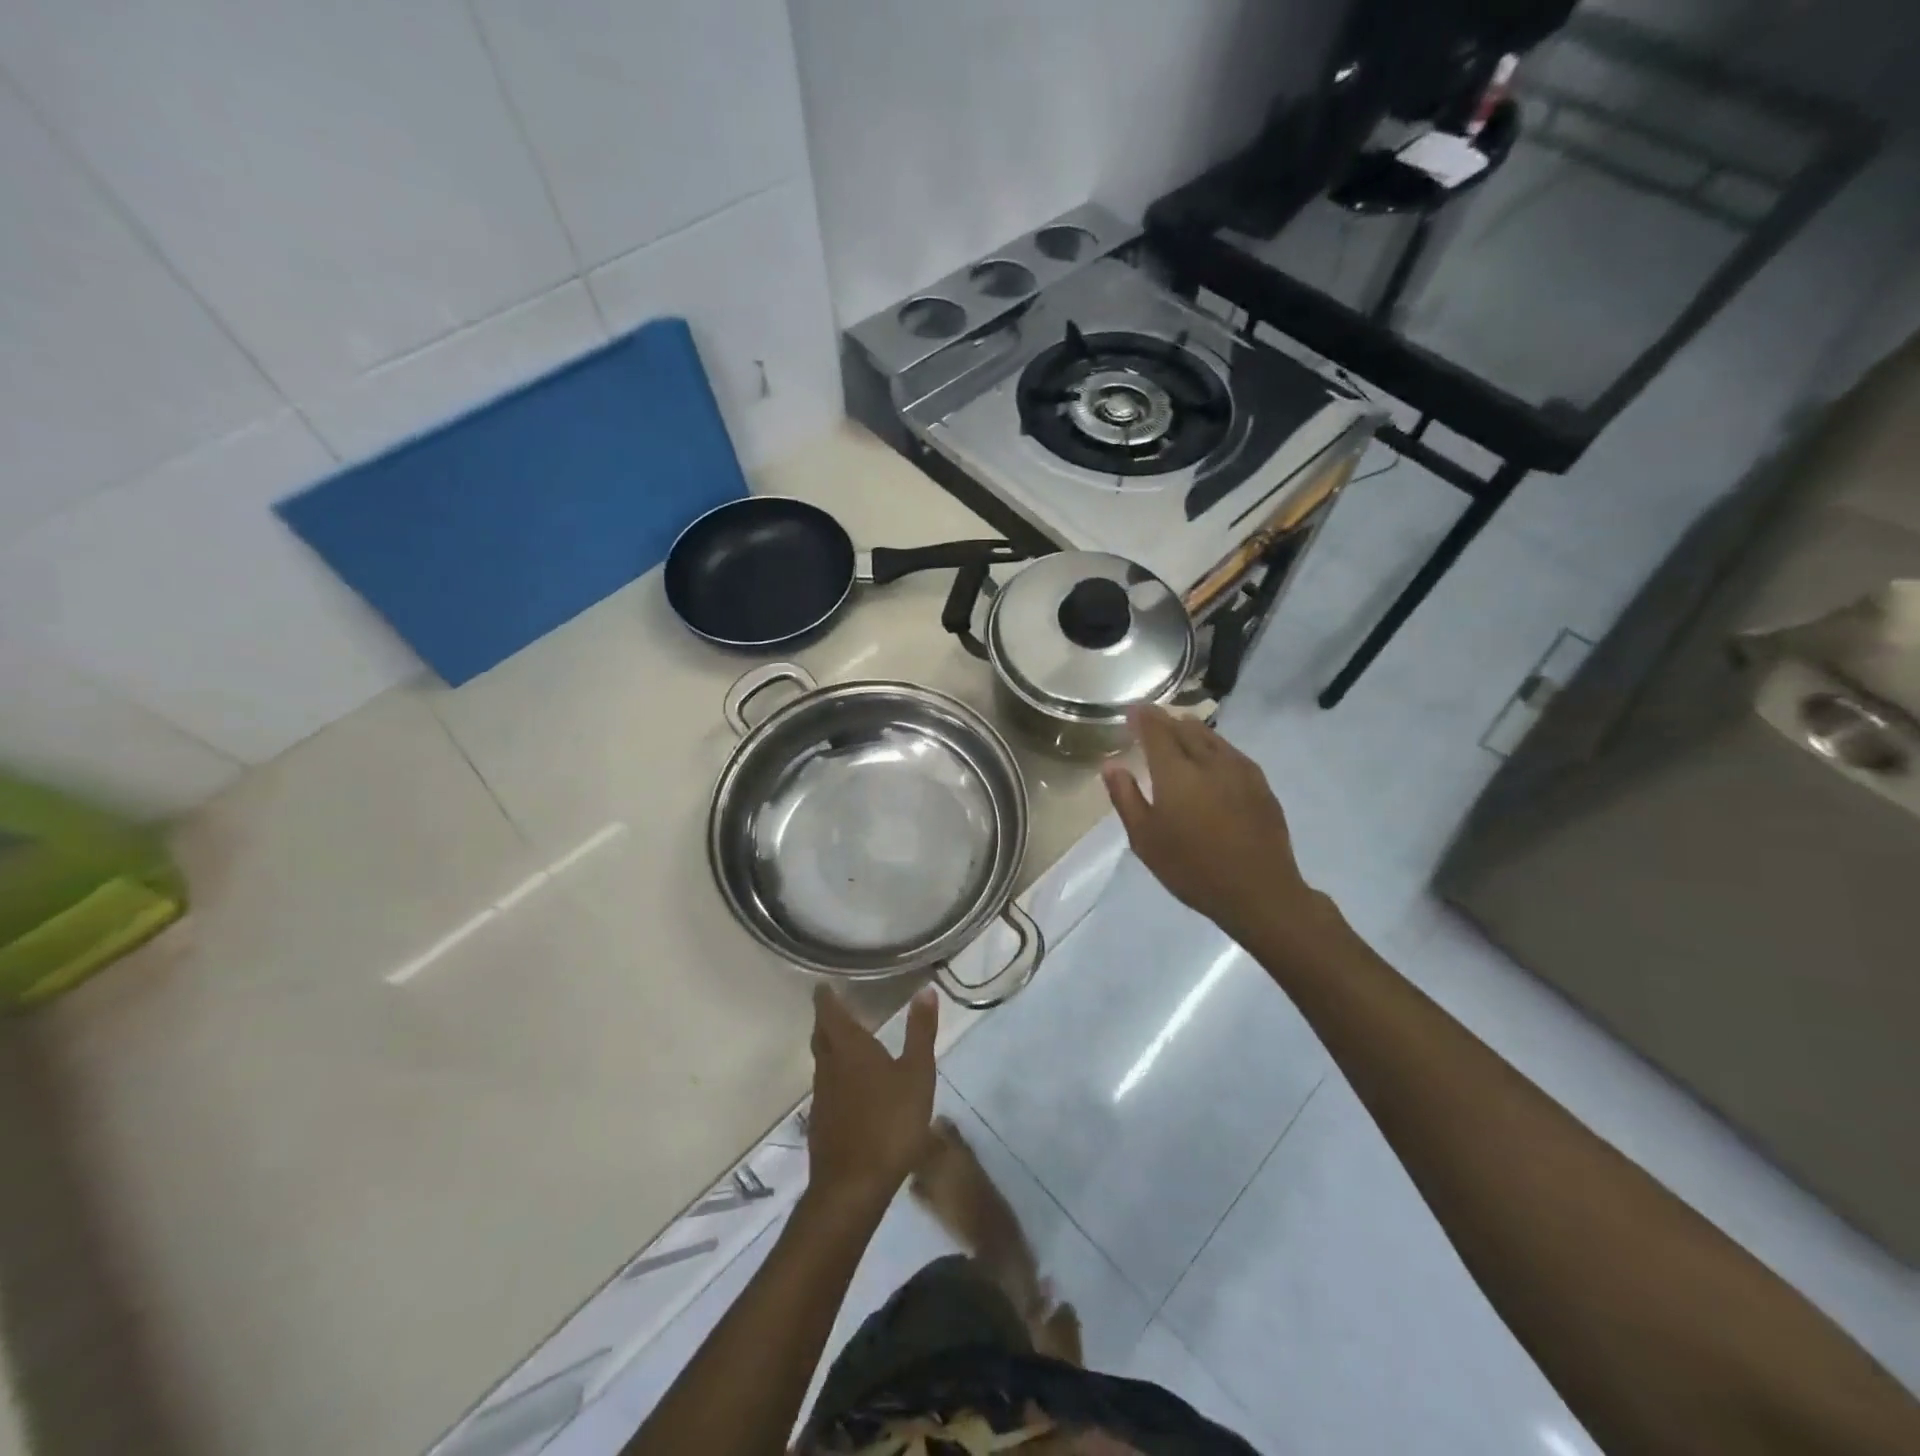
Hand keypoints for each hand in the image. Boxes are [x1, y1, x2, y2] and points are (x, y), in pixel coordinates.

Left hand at [805, 984, 937, 1213]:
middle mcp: (829, 1066)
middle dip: (826, 1019)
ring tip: (845, 1040)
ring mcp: (822, 1096)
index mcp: (849, 1048)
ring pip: (822, 1061)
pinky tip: (850, 1086)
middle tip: (834, 1007)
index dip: (825, 997)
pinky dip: (835, 1074)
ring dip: (829, 1046)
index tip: (823, 984)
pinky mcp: (821, 1122)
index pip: (829, 1012)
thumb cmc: (890, 1122)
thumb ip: (920, 1032)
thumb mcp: (917, 1074)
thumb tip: (925, 990)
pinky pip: (826, 1086)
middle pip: (821, 1035)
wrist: (853, 1186)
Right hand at [1101, 706, 1324, 947]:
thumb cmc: (1191, 868)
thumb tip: (1110, 766)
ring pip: (1212, 737)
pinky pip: (1232, 752)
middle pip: (1185, 728)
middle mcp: (1209, 761)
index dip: (1143, 717)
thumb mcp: (1145, 839)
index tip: (1133, 710)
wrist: (1258, 891)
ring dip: (1192, 729)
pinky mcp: (1261, 784)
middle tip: (1153, 720)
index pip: (1157, 730)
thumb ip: (1126, 798)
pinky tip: (1213, 758)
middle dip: (1167, 720)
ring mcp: (1240, 770)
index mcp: (1176, 772)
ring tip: (1180, 731)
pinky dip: (1215, 746)